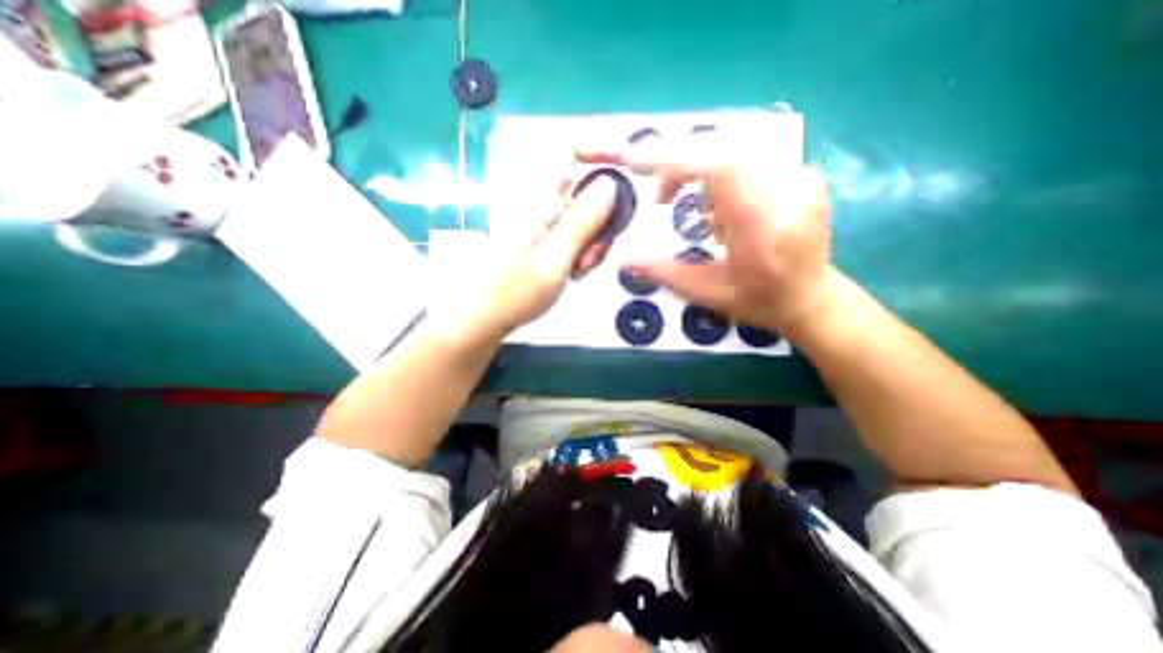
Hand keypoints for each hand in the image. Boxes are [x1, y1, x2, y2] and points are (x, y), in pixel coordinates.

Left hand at [446, 172, 621, 337]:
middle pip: (586, 194)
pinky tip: (572, 273)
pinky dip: (581, 253)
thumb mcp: (555, 259)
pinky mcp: (545, 240)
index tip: (623, 175)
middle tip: (589, 257)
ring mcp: (544, 224)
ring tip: (577, 272)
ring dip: (591, 244)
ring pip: (584, 219)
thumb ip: (582, 223)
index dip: (599, 155)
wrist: (483, 318)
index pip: (570, 154)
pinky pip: (575, 236)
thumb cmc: (514, 293)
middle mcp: (542, 207)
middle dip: (600, 222)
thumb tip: (610, 184)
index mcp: (540, 202)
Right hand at [583, 135, 836, 333]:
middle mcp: (788, 194)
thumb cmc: (761, 302)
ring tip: (699, 215)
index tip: (637, 161)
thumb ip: (666, 275)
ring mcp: (801, 178)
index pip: (721, 169)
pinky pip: (750, 158)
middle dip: (681, 167)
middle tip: (663, 198)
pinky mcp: (801, 173)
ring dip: (702, 173)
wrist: (813, 298)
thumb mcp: (709, 295)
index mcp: (765, 229)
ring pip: (735, 151)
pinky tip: (725, 210)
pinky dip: (723, 176)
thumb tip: (625, 262)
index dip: (676, 159)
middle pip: (724, 151)